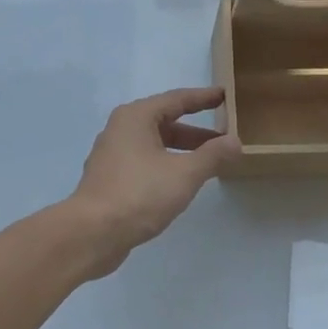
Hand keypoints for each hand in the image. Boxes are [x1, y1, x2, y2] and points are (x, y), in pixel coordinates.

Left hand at [65, 87, 239, 275]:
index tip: (225, 95)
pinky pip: (145, 162)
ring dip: (182, 150)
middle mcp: (121, 129)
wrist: (92, 233)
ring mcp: (112, 155)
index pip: (177, 99)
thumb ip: (213, 155)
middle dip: (196, 131)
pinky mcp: (110, 179)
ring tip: (209, 163)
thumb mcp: (185, 173)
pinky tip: (182, 182)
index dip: (203, 98)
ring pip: (155, 144)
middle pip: (165, 122)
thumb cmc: (139, 194)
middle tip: (224, 136)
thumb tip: (235, 141)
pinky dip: (167, 165)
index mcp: (136, 117)